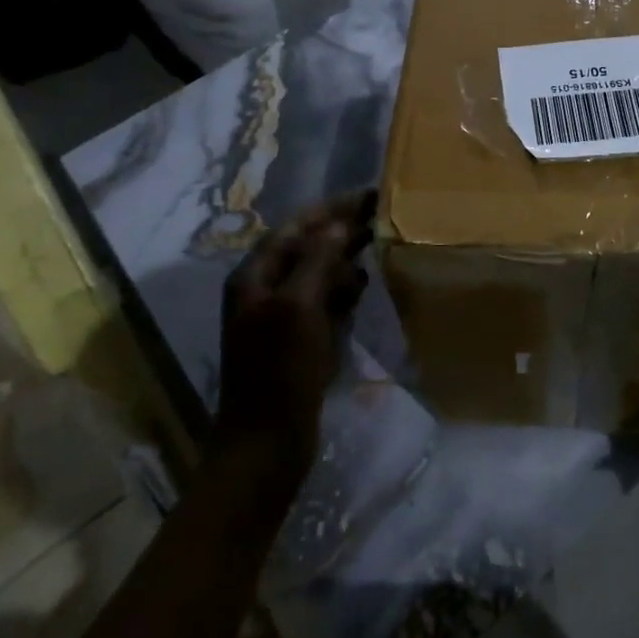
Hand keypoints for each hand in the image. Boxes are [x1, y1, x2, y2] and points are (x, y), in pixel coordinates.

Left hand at [218, 191, 376, 478]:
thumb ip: (317, 261)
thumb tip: (337, 225)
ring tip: (378, 250)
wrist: (266, 443)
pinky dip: (342, 291)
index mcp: (255, 276)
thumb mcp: (298, 308)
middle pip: (306, 247)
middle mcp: (264, 289)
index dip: (331, 209)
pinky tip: (363, 290)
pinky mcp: (298, 339)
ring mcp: (281, 316)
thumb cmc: (280, 371)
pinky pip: (323, 302)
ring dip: (344, 260)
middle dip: (342, 231)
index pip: (295, 227)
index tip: (369, 195)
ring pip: (317, 273)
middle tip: (383, 217)